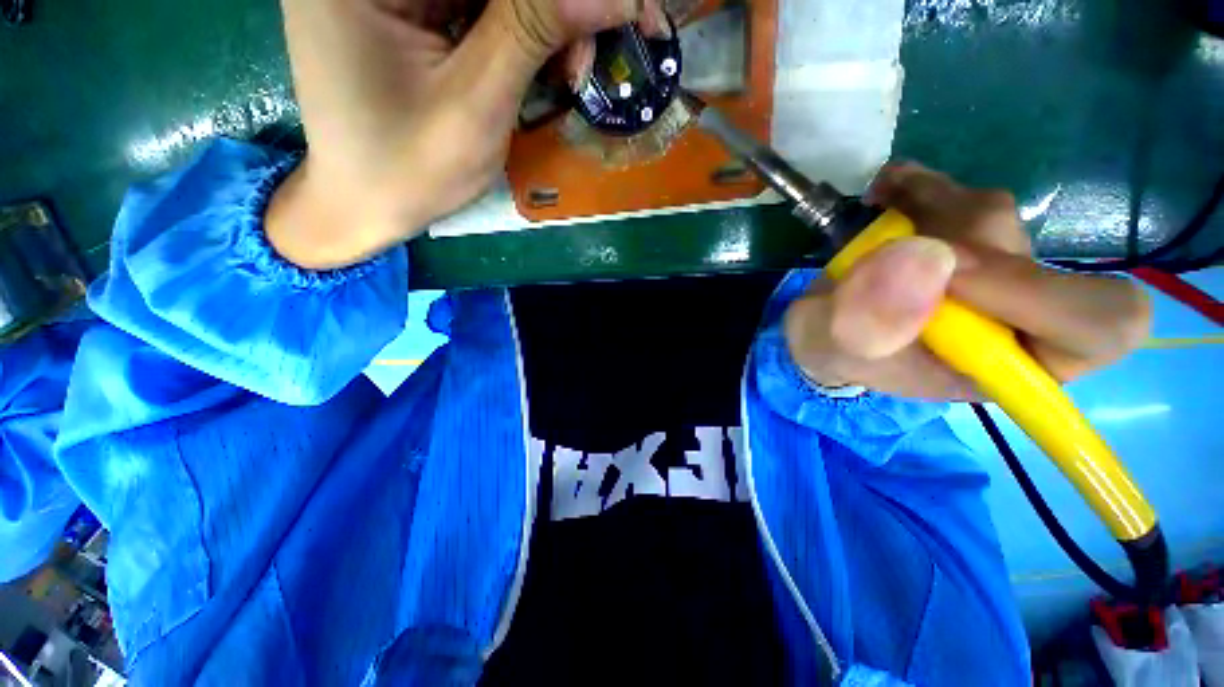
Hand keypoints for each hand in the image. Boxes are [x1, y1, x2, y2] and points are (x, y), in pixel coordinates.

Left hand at [267, 0, 648, 268]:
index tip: (625, 12)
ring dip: (543, 26)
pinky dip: (520, 32)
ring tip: (569, 73)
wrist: (364, 203)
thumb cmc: (410, 170)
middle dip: (555, 12)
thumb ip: (533, 32)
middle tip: (587, 58)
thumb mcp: (475, 105)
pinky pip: (477, 7)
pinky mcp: (405, 8)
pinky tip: (541, 66)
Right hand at [784, 164, 1152, 400]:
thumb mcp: (833, 350)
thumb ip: (865, 324)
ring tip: (875, 211)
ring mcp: (995, 270)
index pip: (1095, 326)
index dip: (1039, 293)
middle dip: (950, 241)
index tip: (949, 277)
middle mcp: (1017, 317)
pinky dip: (920, 184)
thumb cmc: (833, 352)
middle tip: (886, 238)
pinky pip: (961, 195)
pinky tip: (886, 192)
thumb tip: (923, 258)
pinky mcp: (967, 237)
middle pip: (1032, 258)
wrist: (825, 329)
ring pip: (991, 216)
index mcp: (1005, 366)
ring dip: (925, 205)